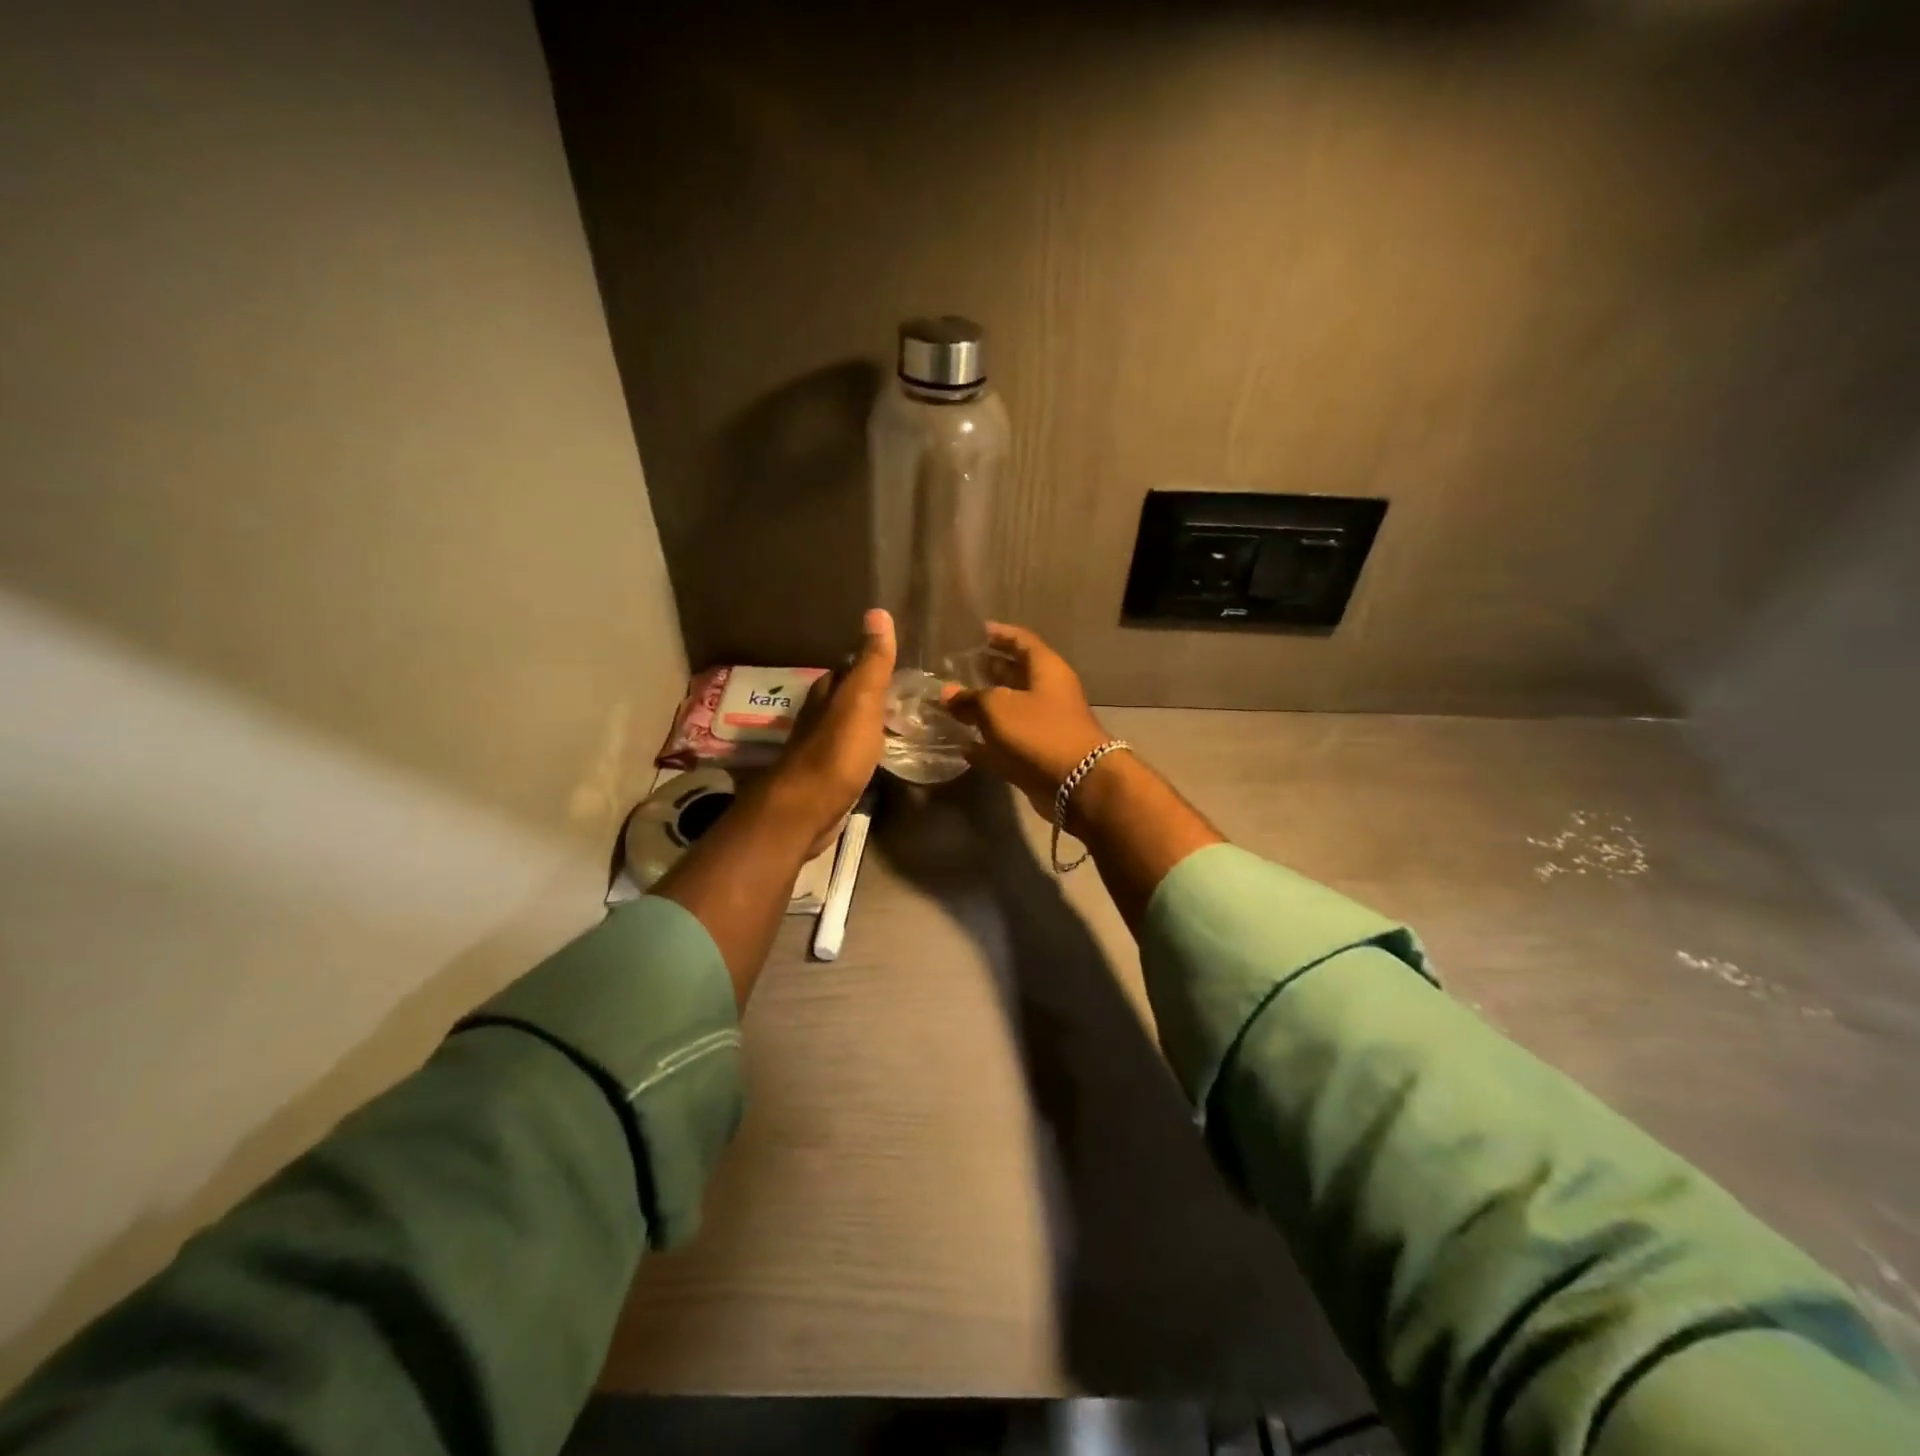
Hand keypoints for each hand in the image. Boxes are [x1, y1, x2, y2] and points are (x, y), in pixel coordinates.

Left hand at [767, 608, 896, 850]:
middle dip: (871, 694)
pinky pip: (851, 756)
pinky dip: (866, 752)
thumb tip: (877, 612)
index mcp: (826, 695)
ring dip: (869, 724)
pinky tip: (882, 757)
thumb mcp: (860, 701)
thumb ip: (872, 663)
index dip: (870, 663)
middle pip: (846, 699)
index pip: (847, 668)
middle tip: (908, 695)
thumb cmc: (835, 753)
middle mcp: (819, 718)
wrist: (805, 811)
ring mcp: (821, 751)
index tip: (898, 663)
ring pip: (848, 728)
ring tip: (902, 723)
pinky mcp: (827, 780)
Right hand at [942, 622, 1111, 818]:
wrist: (1078, 785)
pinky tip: (962, 744)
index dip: (1000, 634)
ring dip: (984, 708)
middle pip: (1016, 675)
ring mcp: (1045, 726)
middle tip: (958, 668)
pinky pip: (1008, 743)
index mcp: (1046, 669)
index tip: (978, 631)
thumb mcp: (998, 707)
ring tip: (953, 704)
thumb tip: (947, 693)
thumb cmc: (1040, 732)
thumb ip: (970, 698)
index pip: (1022, 641)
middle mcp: (1048, 693)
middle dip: (989, 670)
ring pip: (1010, 711)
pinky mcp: (1038, 755)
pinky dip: (988, 743)